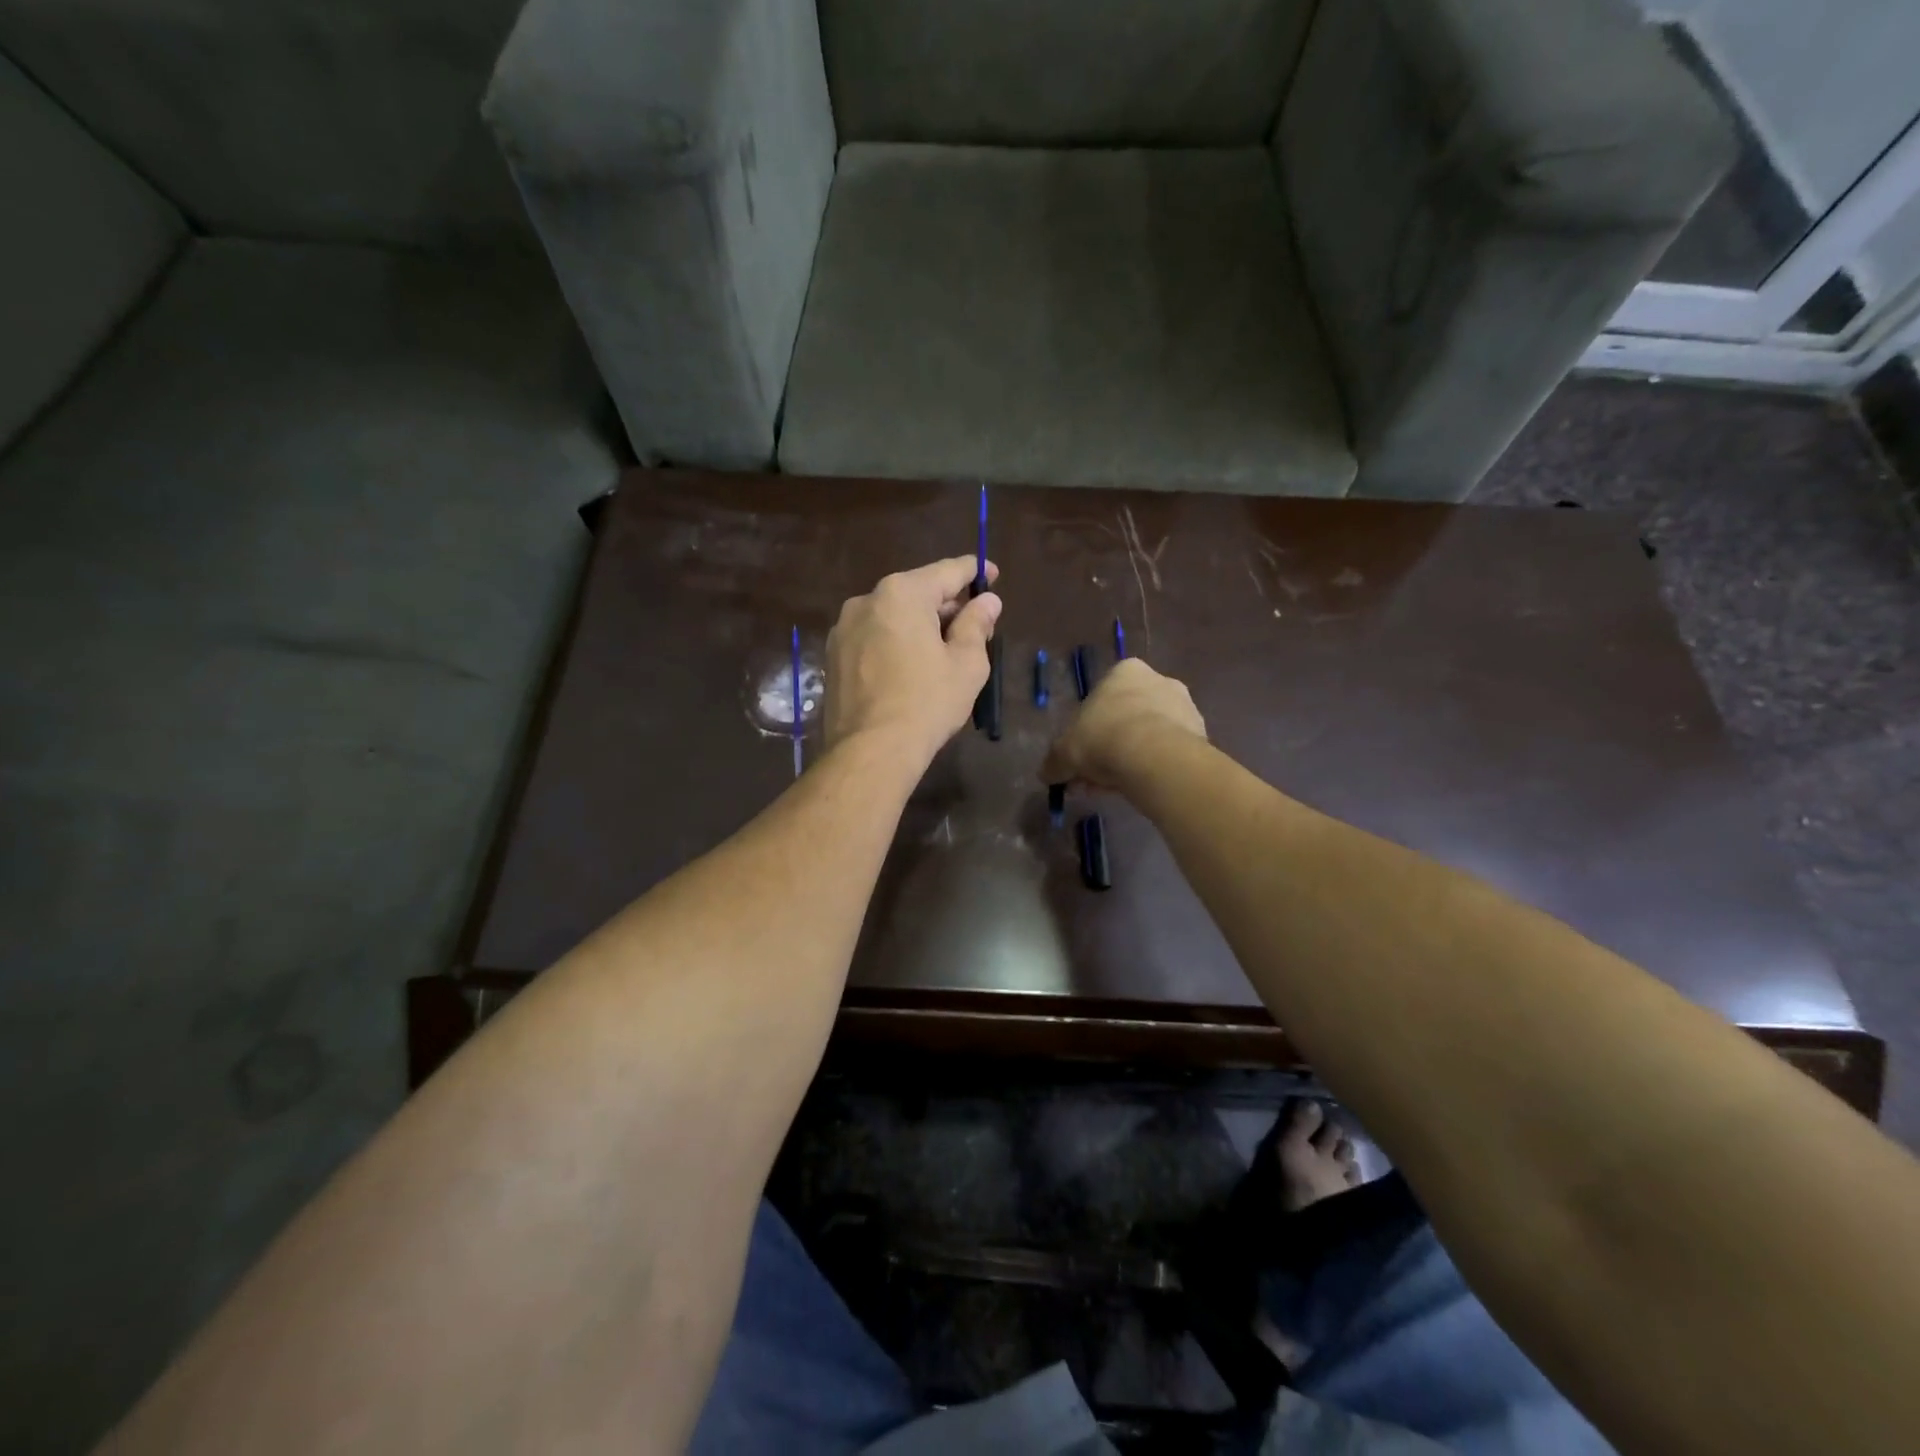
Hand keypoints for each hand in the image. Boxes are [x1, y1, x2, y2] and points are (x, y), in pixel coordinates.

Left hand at [824, 556, 1001, 762]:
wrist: (870, 750)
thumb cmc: (927, 703)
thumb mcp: (966, 664)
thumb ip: (976, 624)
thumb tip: (987, 601)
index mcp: (902, 594)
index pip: (946, 571)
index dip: (974, 571)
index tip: (991, 575)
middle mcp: (866, 600)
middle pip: (916, 591)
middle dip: (947, 604)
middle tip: (975, 624)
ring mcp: (844, 628)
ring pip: (892, 615)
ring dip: (919, 625)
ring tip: (943, 649)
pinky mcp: (833, 655)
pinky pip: (873, 636)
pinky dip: (895, 642)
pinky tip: (910, 666)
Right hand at [1040, 658, 1206, 791]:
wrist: (1155, 757)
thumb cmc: (1103, 738)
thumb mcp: (1065, 752)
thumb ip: (1054, 761)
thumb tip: (1045, 774)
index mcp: (1125, 672)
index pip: (1102, 698)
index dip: (1088, 731)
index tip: (1081, 757)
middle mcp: (1159, 680)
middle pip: (1127, 717)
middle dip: (1109, 748)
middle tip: (1094, 778)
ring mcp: (1185, 706)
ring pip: (1149, 736)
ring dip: (1131, 760)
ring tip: (1115, 789)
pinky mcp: (1201, 734)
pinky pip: (1169, 753)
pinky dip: (1154, 768)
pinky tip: (1140, 788)